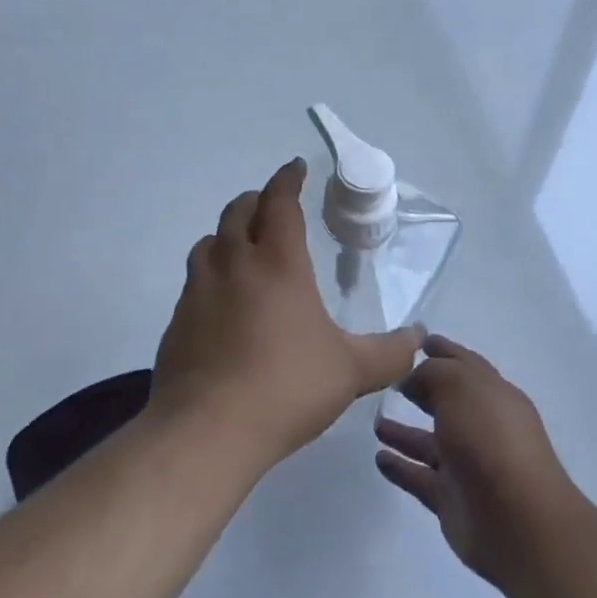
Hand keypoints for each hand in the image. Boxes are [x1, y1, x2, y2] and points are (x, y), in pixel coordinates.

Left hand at [152, 158, 423, 473]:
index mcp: (277, 263)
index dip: (288, 179)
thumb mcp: (351, 372)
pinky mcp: (177, 321)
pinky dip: (209, 275)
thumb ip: (389, 353)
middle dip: (256, 200)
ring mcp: (199, 291)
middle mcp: (234, 264)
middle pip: (238, 212)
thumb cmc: (286, 388)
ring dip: (227, 234)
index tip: (295, 167)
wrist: (207, 430)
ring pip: (209, 242)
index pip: (281, 202)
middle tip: (271, 205)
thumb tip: (419, 337)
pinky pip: (194, 282)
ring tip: (241, 246)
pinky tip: (220, 302)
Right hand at [375, 335, 580, 588]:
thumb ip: (433, 374)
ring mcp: (467, 465)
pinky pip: (419, 477)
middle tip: (388, 380)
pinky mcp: (451, 499)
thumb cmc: (490, 439)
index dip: (442, 350)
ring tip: (374, 421)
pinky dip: (400, 467)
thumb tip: (413, 379)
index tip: (415, 341)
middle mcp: (482, 426)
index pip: (464, 364)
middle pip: (447, 402)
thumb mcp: (460, 386)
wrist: (518, 521)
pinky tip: (378, 457)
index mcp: (493, 394)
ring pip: (428, 442)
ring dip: (403, 432)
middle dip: (421, 389)